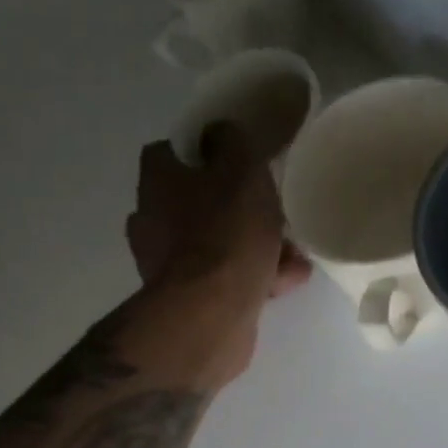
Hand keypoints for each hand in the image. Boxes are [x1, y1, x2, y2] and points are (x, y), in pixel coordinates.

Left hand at [127, 125, 310, 301]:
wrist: (210, 316)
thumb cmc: (224, 235)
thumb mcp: (241, 169)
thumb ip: (237, 140)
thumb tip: (223, 131)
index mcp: (156, 180)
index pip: (178, 150)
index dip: (213, 151)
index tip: (245, 159)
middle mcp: (153, 219)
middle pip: (202, 200)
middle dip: (242, 206)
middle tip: (276, 208)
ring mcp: (168, 264)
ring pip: (218, 242)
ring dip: (255, 244)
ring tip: (294, 250)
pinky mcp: (188, 300)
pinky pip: (225, 278)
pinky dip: (254, 275)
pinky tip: (288, 278)